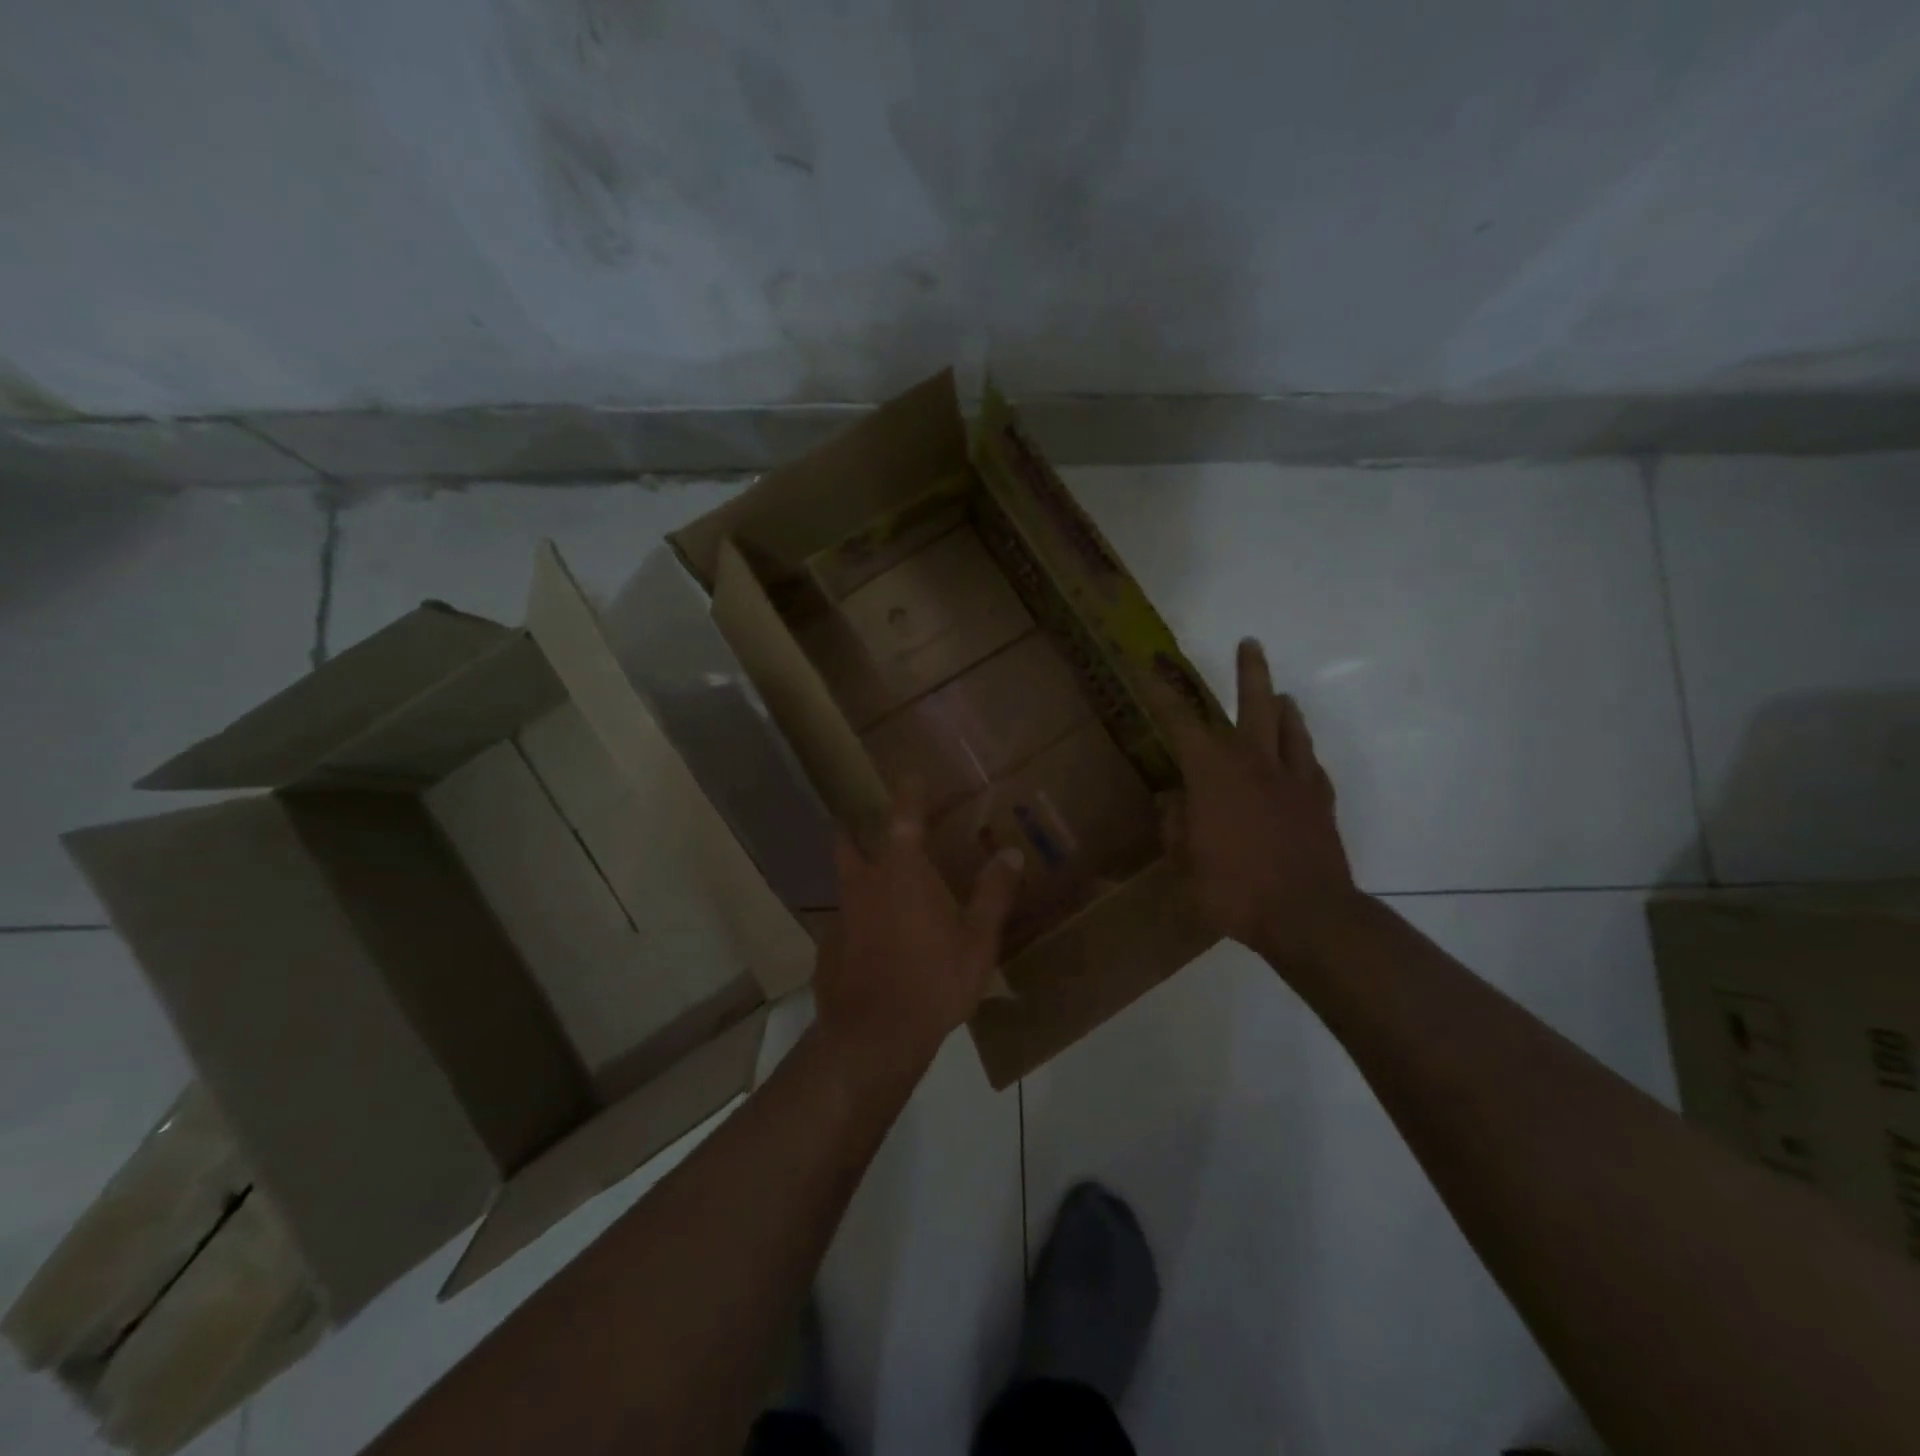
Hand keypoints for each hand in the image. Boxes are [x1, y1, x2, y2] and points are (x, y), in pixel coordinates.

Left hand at [815, 781, 1023, 1081]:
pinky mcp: (827, 950)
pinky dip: (857, 923)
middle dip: (852, 828)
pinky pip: (844, 925)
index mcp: (902, 874)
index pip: (903, 818)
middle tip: (858, 823)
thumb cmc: (932, 982)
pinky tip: (873, 946)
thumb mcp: (976, 942)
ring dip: (857, 879)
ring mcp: (841, 918)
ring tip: (877, 891)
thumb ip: (993, 895)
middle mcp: (864, 886)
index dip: (908, 794)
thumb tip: (1010, 855)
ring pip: (845, 885)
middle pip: (847, 843)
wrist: (873, 1038)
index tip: (909, 776)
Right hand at [1157, 639, 1360, 967]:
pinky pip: (1311, 764)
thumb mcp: (1184, 861)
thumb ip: (1175, 824)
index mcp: (1213, 773)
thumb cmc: (1233, 888)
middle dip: (1249, 671)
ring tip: (1282, 695)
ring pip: (1290, 728)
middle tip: (1249, 643)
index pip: (1179, 722)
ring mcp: (1293, 780)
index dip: (1160, 694)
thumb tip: (1174, 800)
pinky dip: (1302, 752)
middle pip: (1256, 704)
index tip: (1147, 668)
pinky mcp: (1320, 801)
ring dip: (1284, 706)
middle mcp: (1254, 763)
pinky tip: (1300, 755)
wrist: (1306, 914)